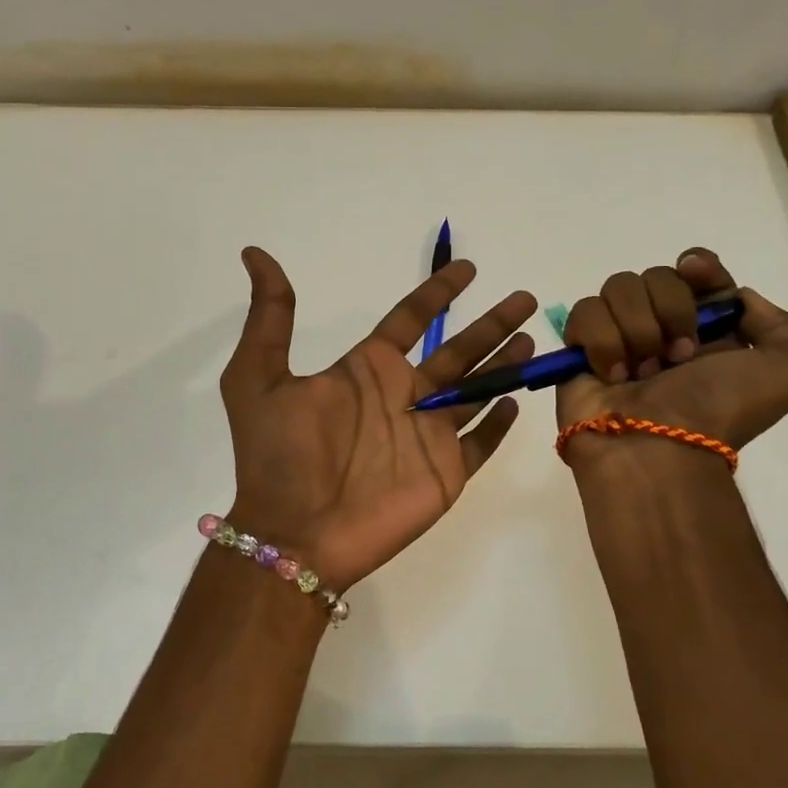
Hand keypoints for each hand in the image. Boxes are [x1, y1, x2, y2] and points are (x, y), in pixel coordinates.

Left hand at [219, 247, 537, 591]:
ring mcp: (425, 437)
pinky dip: (498, 425)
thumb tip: (254, 254)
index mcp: (365, 371)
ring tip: (534, 338)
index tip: (467, 268)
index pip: (409, 320)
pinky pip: (479, 444)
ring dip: (503, 366)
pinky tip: (517, 401)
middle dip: (490, 325)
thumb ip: (269, 317)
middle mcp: (400, 398)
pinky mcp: (443, 474)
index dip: (436, 293)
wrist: (294, 533)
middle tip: (524, 298)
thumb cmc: (278, 454)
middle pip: (456, 351)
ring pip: (476, 392)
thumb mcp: (257, 376)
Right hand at [554, 249, 787, 458]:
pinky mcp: (579, 348)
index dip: (699, 266)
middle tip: (678, 356)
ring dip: (636, 329)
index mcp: (709, 329)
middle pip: (656, 274)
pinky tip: (612, 374)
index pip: (697, 270)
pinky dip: (601, 342)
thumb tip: (733, 298)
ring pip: (617, 288)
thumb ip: (784, 326)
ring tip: (641, 372)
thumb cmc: (718, 410)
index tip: (696, 273)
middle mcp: (662, 327)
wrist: (657, 449)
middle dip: (670, 310)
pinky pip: (584, 313)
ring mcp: (618, 336)